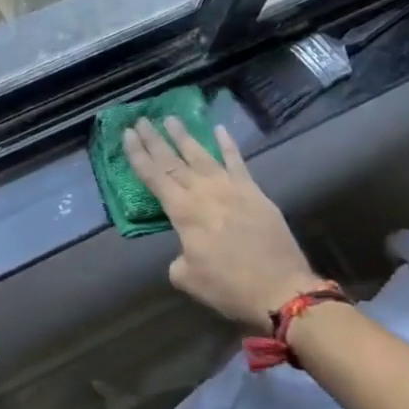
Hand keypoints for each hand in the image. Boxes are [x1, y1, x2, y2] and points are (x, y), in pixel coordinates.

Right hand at [122, 117, 317, 330]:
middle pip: (172, 160)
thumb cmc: (229, 287)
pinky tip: (220, 129)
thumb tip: (186, 250)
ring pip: (202, 155)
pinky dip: (228, 145)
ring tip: (171, 118)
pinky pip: (238, 162)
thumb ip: (179, 258)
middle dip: (155, 139)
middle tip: (141, 119)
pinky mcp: (254, 192)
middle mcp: (203, 192)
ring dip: (184, 136)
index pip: (153, 177)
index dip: (138, 154)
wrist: (281, 290)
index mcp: (183, 212)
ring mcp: (231, 188)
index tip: (127, 133)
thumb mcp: (188, 278)